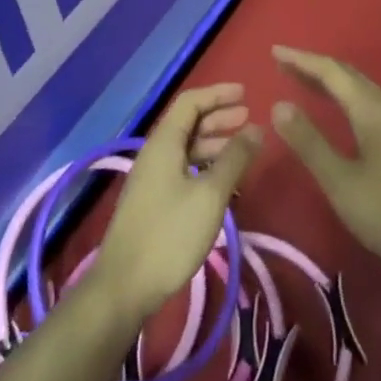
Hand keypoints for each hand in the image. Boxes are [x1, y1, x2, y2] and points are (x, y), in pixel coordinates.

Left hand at [90, 83, 262, 326]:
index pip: (191, 101)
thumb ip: (235, 159)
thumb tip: (257, 129)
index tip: (246, 94)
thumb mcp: (210, 194)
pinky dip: (205, 166)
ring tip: (242, 151)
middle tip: (249, 120)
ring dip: (214, 143)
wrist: (124, 287)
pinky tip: (222, 182)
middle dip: (219, 117)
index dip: (218, 93)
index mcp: (164, 142)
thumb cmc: (170, 233)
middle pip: (188, 123)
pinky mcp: (153, 201)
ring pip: (186, 148)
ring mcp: (151, 178)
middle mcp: (155, 153)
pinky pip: (182, 169)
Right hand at [271, 46, 380, 277]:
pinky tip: (341, 112)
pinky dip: (345, 96)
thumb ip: (310, 144)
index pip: (330, 71)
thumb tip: (279, 106)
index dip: (301, 60)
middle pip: (347, 74)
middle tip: (284, 65)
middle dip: (314, 66)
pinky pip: (369, 102)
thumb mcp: (343, 183)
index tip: (274, 52)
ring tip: (305, 82)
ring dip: (331, 80)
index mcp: (370, 109)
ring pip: (361, 88)